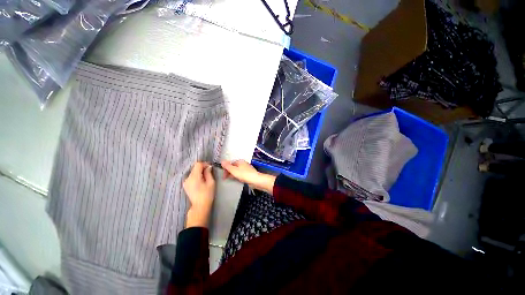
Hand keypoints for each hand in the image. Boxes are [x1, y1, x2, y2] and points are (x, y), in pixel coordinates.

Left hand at [183, 162, 215, 227]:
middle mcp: (188, 178)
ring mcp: (185, 182)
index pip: (198, 164)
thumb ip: (209, 173)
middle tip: (209, 171)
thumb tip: (208, 167)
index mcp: (194, 177)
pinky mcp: (185, 185)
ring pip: (192, 171)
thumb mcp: (211, 182)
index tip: (210, 167)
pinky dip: (196, 176)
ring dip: (199, 172)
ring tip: (205, 176)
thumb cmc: (207, 194)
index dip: (204, 164)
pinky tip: (201, 180)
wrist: (200, 206)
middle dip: (202, 168)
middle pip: (194, 167)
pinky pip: (191, 176)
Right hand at [221, 160, 275, 193]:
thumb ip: (227, 166)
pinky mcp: (248, 174)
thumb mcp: (234, 170)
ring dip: (233, 174)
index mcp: (240, 161)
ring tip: (230, 179)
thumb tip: (222, 161)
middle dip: (229, 172)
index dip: (226, 169)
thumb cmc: (245, 175)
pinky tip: (237, 179)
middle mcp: (243, 164)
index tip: (223, 175)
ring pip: (237, 171)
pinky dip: (237, 176)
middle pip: (233, 167)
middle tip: (225, 178)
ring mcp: (246, 169)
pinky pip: (241, 174)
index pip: (230, 163)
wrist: (256, 180)